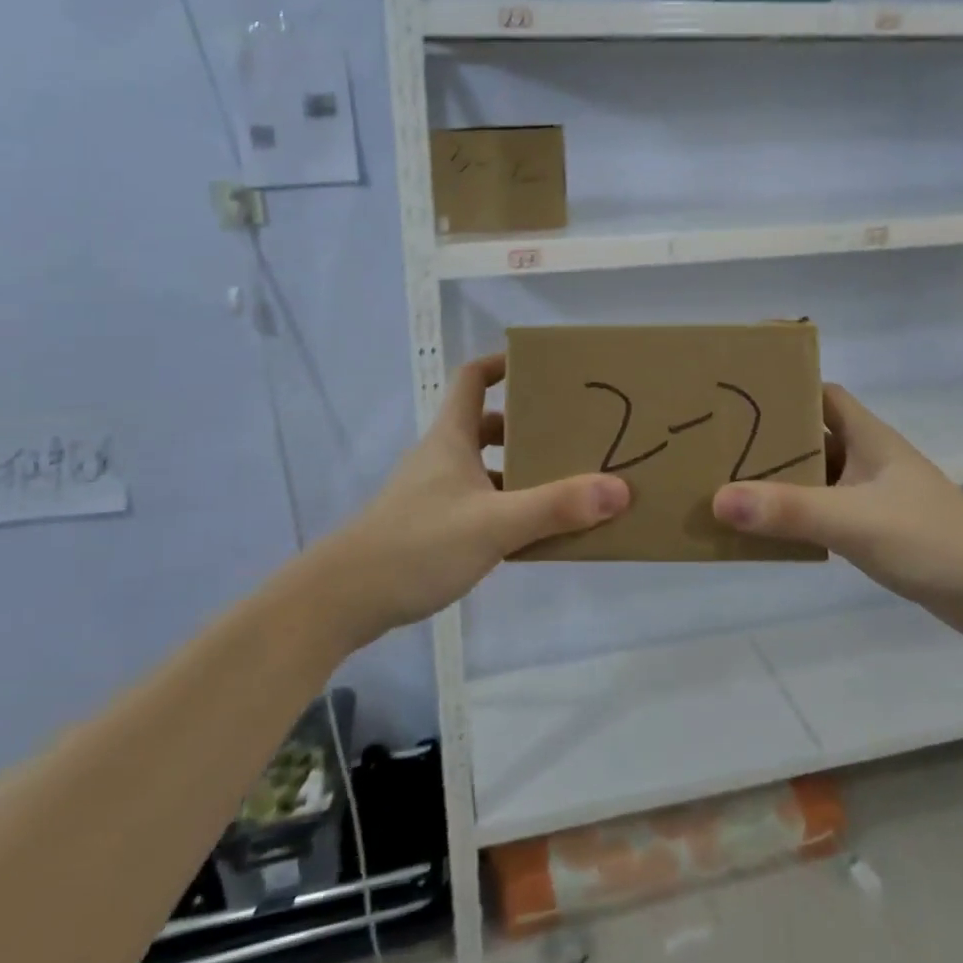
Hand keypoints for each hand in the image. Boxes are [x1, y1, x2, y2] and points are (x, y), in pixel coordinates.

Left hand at [318, 355, 628, 642]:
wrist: (343, 600)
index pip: (473, 378)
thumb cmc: (417, 544)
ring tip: (566, 483)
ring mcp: (434, 494)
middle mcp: (442, 458)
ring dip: (521, 472)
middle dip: (527, 426)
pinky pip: (480, 504)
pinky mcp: (431, 528)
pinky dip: (507, 509)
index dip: (503, 363)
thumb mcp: (494, 523)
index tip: (541, 367)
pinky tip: (533, 533)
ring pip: (485, 469)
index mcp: (451, 438)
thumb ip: (555, 507)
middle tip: (571, 433)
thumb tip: (619, 489)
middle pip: (487, 425)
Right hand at [711, 383, 962, 647]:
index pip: (821, 394)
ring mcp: (873, 496)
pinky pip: (823, 513)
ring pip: (815, 477)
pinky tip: (766, 529)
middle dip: (768, 438)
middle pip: (810, 436)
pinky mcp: (876, 531)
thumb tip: (718, 499)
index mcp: (868, 438)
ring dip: (779, 481)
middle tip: (717, 442)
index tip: (740, 391)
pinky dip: (796, 516)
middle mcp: (868, 459)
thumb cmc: (933, 540)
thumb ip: (789, 510)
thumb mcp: (855, 521)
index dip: (785, 387)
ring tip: (727, 484)